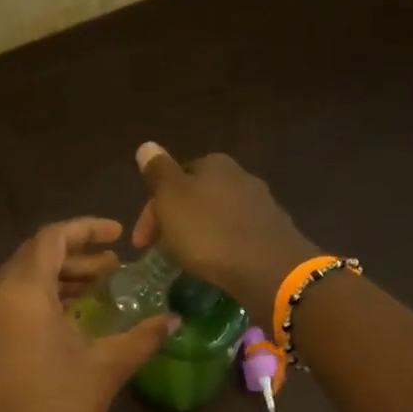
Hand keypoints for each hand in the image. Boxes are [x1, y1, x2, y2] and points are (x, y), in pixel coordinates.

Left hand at [0, 217, 178, 411]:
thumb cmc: (62, 409)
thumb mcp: (108, 366)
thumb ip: (143, 334)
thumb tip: (175, 318)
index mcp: (20, 291)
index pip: (51, 238)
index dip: (86, 229)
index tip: (117, 235)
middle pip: (33, 255)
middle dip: (74, 253)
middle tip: (112, 266)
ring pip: (20, 279)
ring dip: (58, 277)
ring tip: (98, 287)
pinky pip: (11, 302)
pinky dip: (41, 298)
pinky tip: (72, 314)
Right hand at [131, 142, 318, 321]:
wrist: (265, 266)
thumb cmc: (208, 231)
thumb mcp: (172, 199)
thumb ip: (158, 172)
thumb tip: (146, 145)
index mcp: (213, 164)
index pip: (172, 179)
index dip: (152, 210)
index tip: (141, 242)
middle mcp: (239, 175)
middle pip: (195, 197)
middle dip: (175, 221)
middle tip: (161, 251)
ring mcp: (259, 203)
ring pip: (215, 216)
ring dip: (197, 233)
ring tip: (186, 259)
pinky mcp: (271, 231)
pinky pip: (235, 234)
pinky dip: (220, 245)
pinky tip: (216, 262)